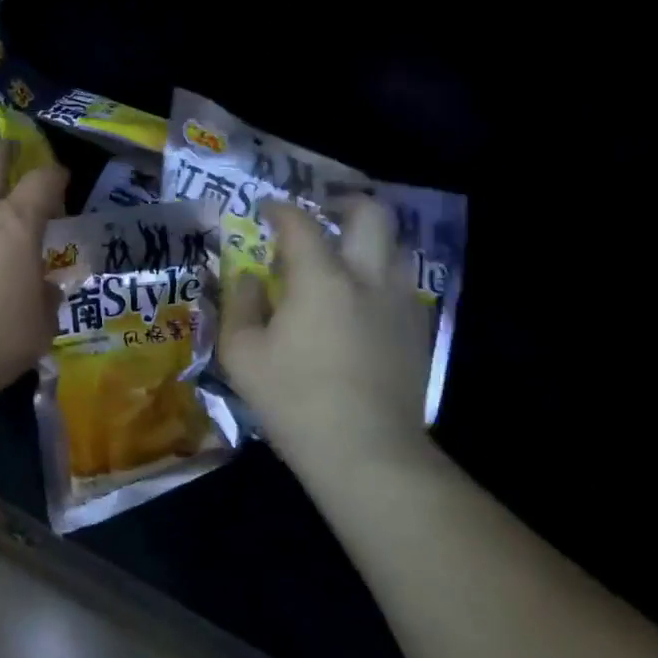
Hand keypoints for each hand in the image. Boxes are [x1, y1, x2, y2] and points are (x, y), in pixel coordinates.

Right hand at [221, 198, 437, 469]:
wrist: (368, 454)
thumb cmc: (295, 401)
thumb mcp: (242, 354)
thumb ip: (240, 304)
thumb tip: (249, 277)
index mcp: (322, 278)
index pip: (300, 223)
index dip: (280, 209)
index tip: (266, 210)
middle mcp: (367, 278)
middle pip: (371, 214)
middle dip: (345, 202)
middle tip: (322, 213)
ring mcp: (400, 304)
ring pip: (395, 246)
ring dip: (367, 240)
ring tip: (343, 257)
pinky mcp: (417, 332)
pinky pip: (402, 284)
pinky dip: (380, 277)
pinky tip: (361, 303)